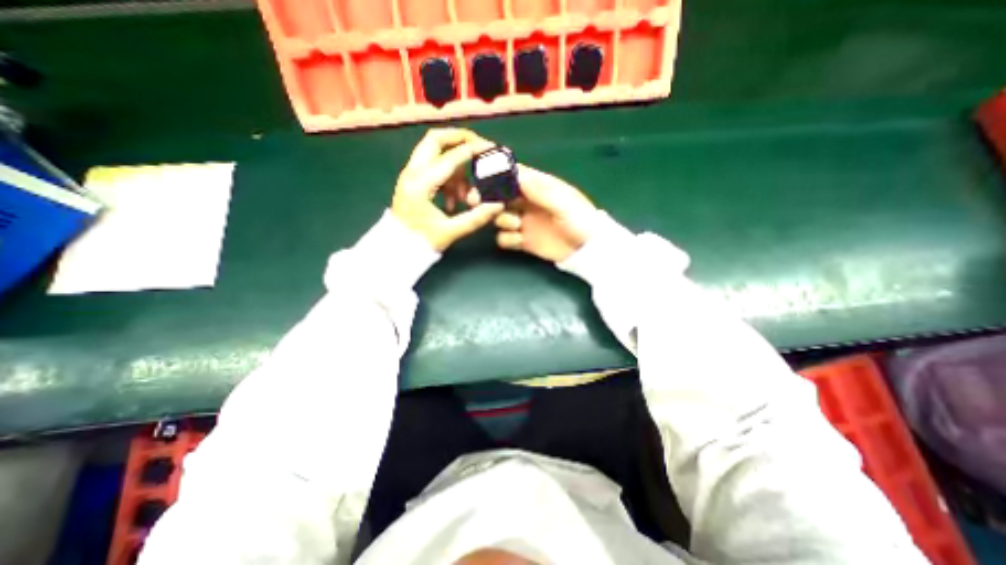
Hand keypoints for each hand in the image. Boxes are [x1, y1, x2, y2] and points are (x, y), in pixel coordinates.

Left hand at [392, 129, 501, 251]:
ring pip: (435, 152)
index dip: (474, 150)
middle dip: (460, 138)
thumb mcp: (450, 231)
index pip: (451, 157)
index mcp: (421, 184)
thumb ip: (476, 218)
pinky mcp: (412, 180)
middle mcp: (412, 172)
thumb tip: (498, 205)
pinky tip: (454, 199)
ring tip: (465, 194)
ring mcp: (410, 174)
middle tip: (479, 147)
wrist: (397, 248)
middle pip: (436, 139)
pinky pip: (433, 167)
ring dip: (455, 166)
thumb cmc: (421, 241)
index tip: (491, 149)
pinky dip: (448, 176)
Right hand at [494, 160, 598, 259]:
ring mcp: (524, 222)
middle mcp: (527, 202)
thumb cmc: (581, 221)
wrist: (587, 250)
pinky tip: (519, 240)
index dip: (499, 172)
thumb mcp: (564, 204)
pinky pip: (504, 238)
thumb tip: (517, 175)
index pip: (515, 174)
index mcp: (539, 187)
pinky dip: (507, 239)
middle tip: (484, 203)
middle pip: (501, 195)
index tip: (486, 176)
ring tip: (516, 225)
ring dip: (502, 219)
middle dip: (491, 198)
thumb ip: (541, 192)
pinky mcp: (523, 241)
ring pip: (499, 216)